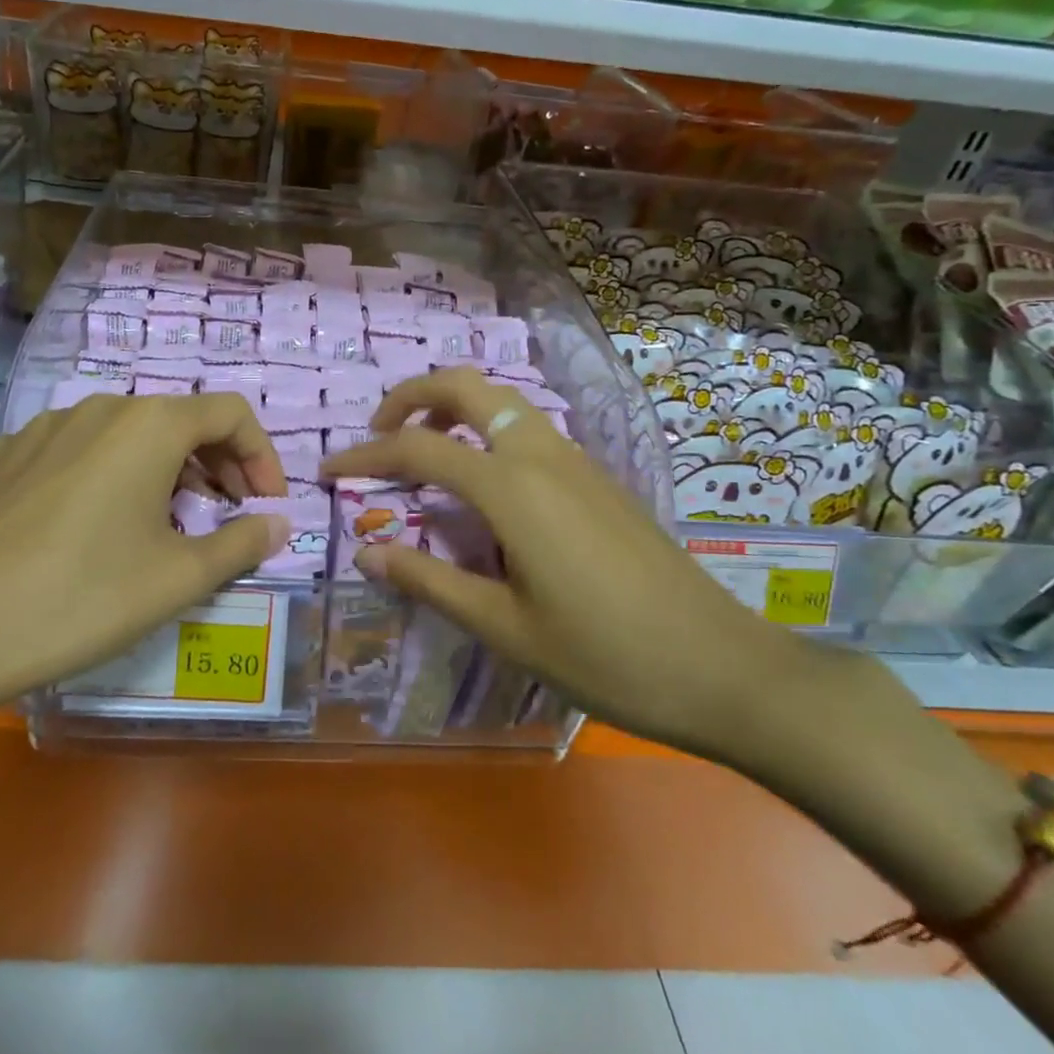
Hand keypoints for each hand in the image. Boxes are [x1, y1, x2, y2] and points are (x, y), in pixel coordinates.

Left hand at [0, 393, 288, 770]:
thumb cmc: (80, 598)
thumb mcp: (177, 579)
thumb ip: (241, 543)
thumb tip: (279, 524)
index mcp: (149, 425)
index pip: (231, 413)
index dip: (262, 456)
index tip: (267, 507)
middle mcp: (99, 408)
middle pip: (180, 419)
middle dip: (218, 464)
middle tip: (228, 516)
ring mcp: (44, 428)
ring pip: (128, 435)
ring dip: (165, 470)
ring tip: (166, 525)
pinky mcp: (6, 456)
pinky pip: (78, 452)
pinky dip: (110, 476)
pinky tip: (93, 528)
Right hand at [321, 368, 802, 757]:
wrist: (723, 667)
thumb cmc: (607, 656)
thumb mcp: (505, 628)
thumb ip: (430, 580)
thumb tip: (367, 551)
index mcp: (512, 488)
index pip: (419, 447)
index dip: (366, 454)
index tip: (330, 469)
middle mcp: (541, 454)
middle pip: (466, 386)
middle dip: (411, 396)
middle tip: (378, 433)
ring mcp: (575, 458)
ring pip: (501, 399)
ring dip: (451, 406)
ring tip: (421, 448)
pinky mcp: (595, 475)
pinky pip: (526, 426)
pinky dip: (485, 428)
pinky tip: (479, 479)